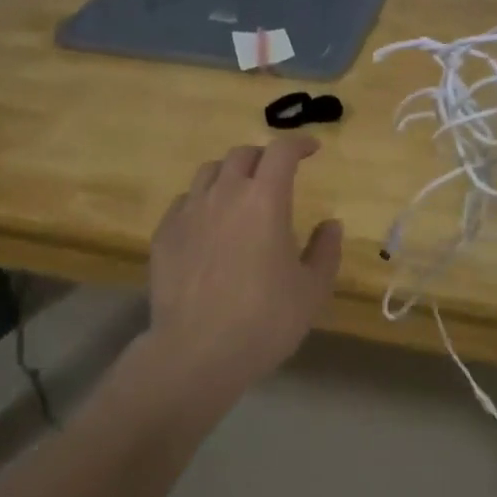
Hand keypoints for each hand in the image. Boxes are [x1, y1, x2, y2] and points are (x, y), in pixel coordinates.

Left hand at [146, 135, 343, 403]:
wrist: (196, 352)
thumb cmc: (264, 320)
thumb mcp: (312, 290)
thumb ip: (326, 250)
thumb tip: (331, 224)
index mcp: (265, 200)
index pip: (281, 151)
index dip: (298, 144)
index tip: (311, 150)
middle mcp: (224, 194)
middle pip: (242, 155)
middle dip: (263, 157)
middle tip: (276, 175)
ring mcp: (189, 212)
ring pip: (209, 171)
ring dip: (230, 173)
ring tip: (240, 193)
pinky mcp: (165, 234)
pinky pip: (185, 201)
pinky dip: (203, 200)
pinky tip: (209, 224)